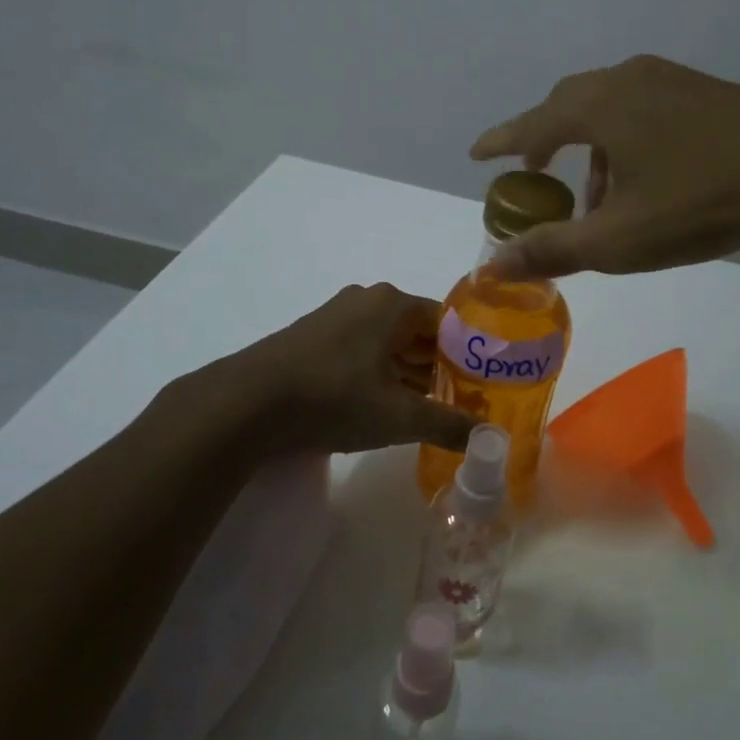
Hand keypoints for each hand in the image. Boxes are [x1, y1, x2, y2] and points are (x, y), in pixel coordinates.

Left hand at [217, 283, 475, 457]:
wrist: (248, 404)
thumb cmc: (334, 398)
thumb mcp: (399, 416)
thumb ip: (448, 424)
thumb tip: (491, 438)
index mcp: (393, 304)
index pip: (447, 321)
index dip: (468, 353)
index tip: (482, 384)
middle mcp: (366, 300)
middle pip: (418, 331)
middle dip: (439, 366)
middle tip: (460, 401)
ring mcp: (336, 316)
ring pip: (388, 342)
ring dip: (408, 372)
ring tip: (427, 409)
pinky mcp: (313, 337)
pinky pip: (361, 350)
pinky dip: (379, 373)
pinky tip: (382, 404)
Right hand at [471, 55, 739, 278]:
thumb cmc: (700, 201)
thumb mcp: (618, 239)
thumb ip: (552, 250)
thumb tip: (494, 265)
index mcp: (599, 107)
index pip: (532, 123)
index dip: (501, 141)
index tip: (478, 154)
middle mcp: (629, 81)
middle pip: (570, 104)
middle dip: (547, 139)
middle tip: (536, 172)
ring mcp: (672, 81)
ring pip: (612, 108)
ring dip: (592, 148)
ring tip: (599, 197)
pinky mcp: (707, 92)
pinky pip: (645, 109)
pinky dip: (627, 140)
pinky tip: (650, 179)